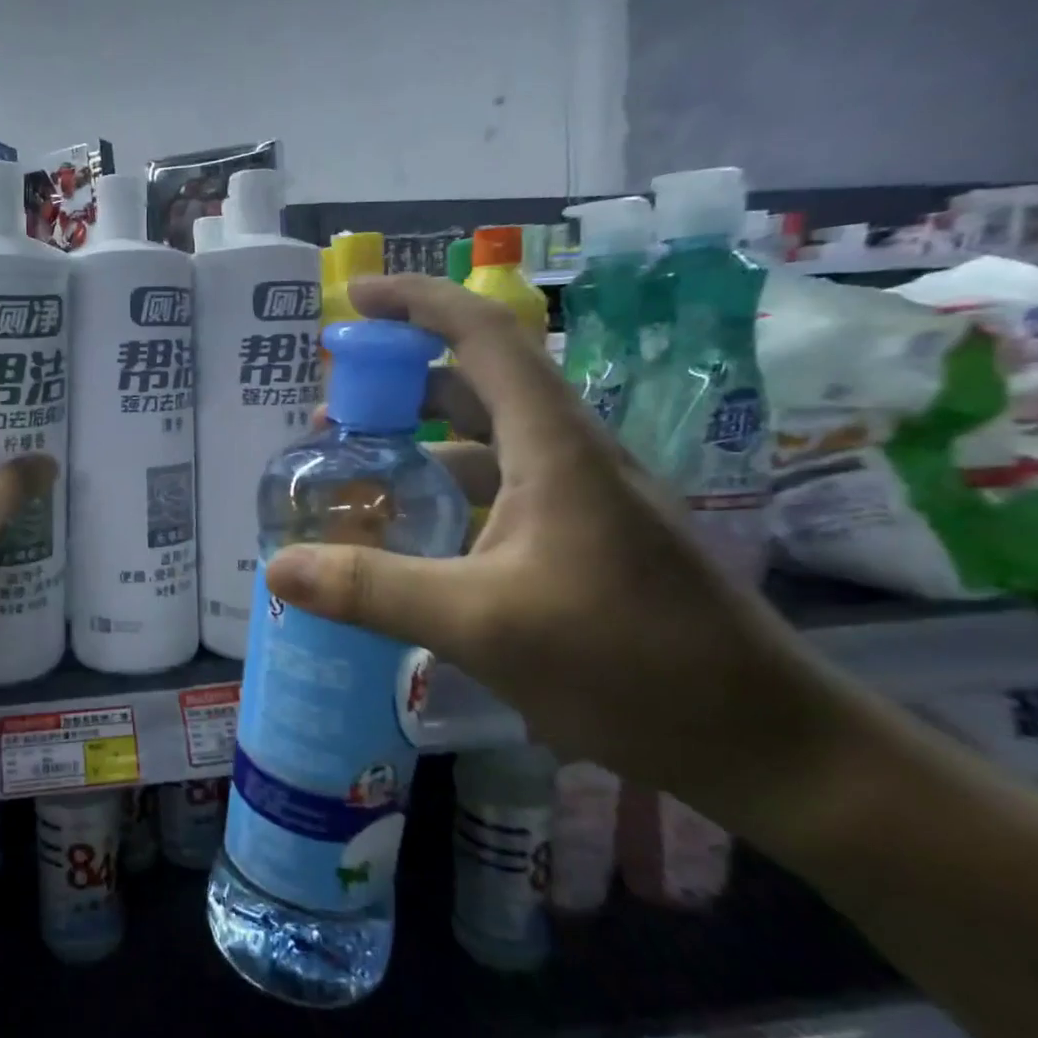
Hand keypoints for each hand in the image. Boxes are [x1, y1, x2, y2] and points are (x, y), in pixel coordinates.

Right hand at [265, 274, 858, 826]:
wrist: (760, 740)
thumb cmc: (627, 663)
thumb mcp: (480, 623)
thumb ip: (372, 590)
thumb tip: (277, 566)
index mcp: (554, 445)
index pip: (483, 335)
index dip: (416, 302)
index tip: (352, 298)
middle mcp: (568, 454)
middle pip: (475, 384)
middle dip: (399, 382)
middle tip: (332, 409)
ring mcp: (579, 499)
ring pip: (484, 444)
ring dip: (418, 445)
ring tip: (354, 474)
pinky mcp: (581, 539)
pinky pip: (496, 493)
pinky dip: (444, 495)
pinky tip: (410, 539)